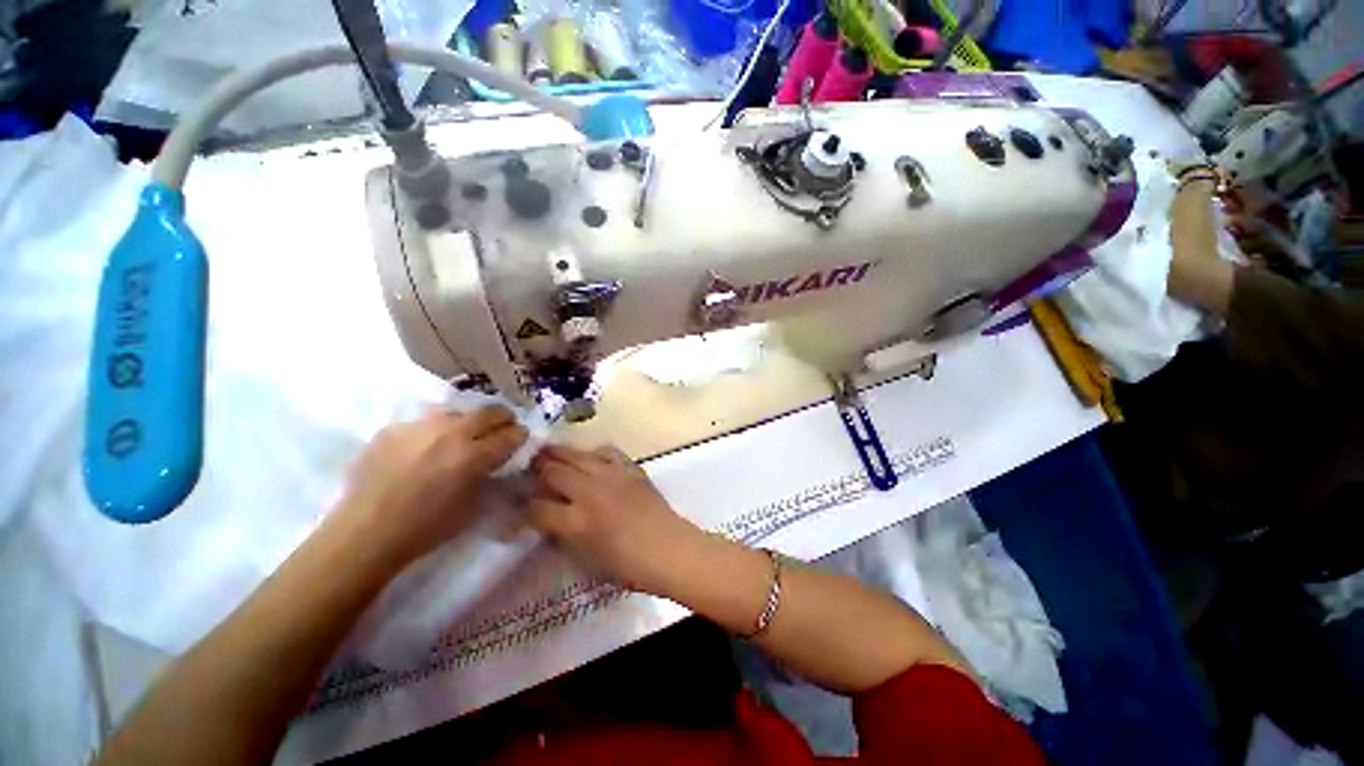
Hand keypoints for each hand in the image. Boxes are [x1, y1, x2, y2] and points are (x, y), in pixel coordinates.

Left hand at [330, 407, 527, 568]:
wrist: (365, 534)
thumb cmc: (426, 529)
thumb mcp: (474, 506)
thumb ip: (491, 474)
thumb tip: (500, 458)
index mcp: (473, 456)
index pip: (512, 433)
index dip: (520, 436)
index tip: (519, 441)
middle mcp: (450, 433)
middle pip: (490, 410)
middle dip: (502, 419)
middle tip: (501, 430)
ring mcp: (420, 427)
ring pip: (458, 411)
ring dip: (469, 421)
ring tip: (462, 436)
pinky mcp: (394, 428)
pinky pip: (426, 420)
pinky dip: (436, 430)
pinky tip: (428, 447)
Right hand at [528, 445, 704, 595]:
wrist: (669, 549)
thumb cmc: (629, 565)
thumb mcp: (588, 557)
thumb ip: (566, 534)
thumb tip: (551, 518)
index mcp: (577, 522)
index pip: (538, 508)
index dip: (528, 506)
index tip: (525, 503)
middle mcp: (590, 493)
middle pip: (555, 471)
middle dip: (538, 469)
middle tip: (531, 467)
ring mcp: (612, 476)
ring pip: (578, 455)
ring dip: (561, 454)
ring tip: (550, 452)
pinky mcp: (630, 469)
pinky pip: (607, 452)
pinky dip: (594, 453)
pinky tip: (592, 458)